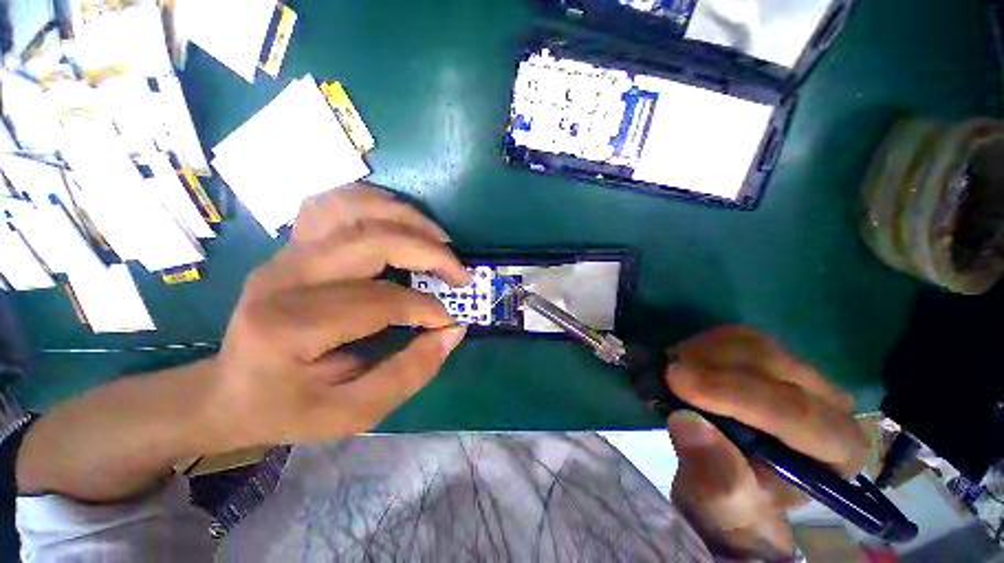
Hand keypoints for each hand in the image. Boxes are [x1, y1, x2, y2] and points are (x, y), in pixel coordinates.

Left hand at [208, 184, 470, 448]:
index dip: (426, 309)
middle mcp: (282, 277)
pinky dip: (376, 203)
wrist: (228, 389)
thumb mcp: (352, 412)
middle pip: (370, 240)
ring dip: (407, 218)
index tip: (450, 320)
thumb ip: (409, 373)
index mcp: (289, 328)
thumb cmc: (288, 407)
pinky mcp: (291, 243)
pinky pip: (335, 202)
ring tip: (439, 240)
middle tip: (460, 273)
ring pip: (353, 207)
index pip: (378, 301)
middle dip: (429, 252)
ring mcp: (284, 252)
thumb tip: (453, 331)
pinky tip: (400, 222)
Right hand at [665, 327, 864, 560]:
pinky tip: (683, 362)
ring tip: (670, 369)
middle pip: (777, 368)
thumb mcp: (716, 509)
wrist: (729, 482)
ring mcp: (800, 377)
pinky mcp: (769, 360)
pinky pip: (737, 337)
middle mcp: (830, 407)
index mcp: (835, 454)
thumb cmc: (730, 505)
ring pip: (755, 344)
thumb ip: (714, 480)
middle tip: (665, 371)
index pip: (797, 413)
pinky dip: (702, 344)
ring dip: (704, 351)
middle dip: (713, 366)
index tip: (676, 381)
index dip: (734, 393)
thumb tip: (689, 422)